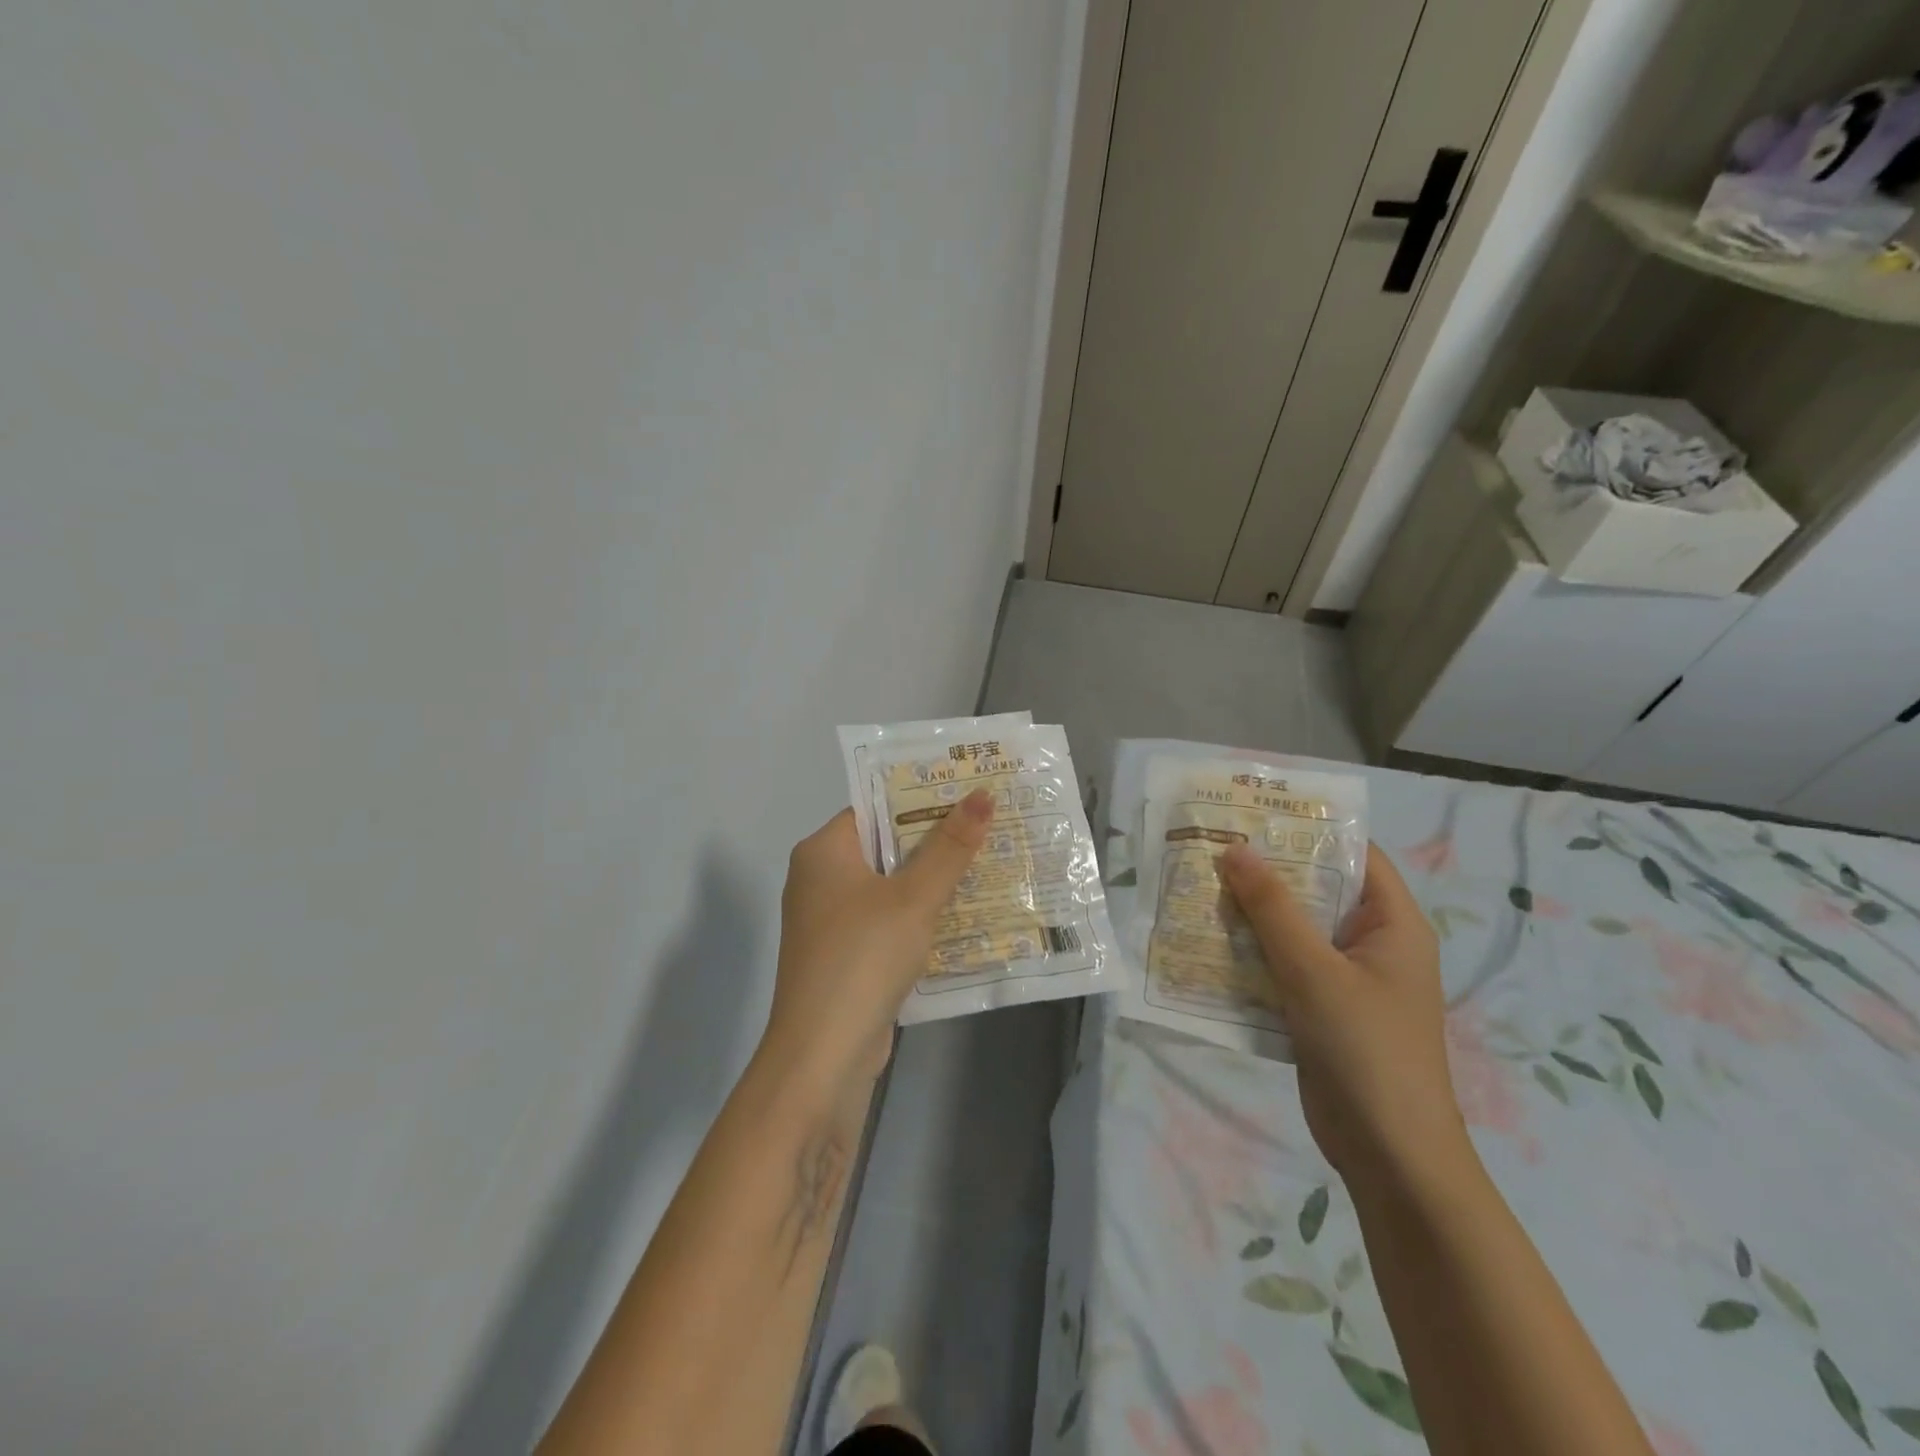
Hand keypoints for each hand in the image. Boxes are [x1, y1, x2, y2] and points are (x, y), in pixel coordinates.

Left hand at [762, 790, 993, 1089]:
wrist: (823, 1055)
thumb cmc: (863, 957)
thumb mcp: (914, 898)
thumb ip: (950, 847)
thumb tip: (982, 794)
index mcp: (823, 851)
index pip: (876, 809)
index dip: (922, 800)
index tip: (969, 794)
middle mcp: (820, 879)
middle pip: (885, 847)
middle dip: (936, 842)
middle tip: (991, 827)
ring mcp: (830, 921)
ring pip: (890, 888)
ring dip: (932, 882)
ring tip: (989, 864)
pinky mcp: (845, 956)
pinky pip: (887, 922)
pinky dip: (919, 918)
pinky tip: (964, 916)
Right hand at [1219, 842, 1471, 1190]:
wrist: (1390, 1155)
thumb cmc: (1366, 1050)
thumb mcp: (1314, 971)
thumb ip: (1273, 909)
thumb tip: (1236, 849)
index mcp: (1392, 923)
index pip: (1353, 854)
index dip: (1307, 829)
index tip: (1253, 813)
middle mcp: (1371, 943)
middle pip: (1316, 890)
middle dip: (1265, 872)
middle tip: (1210, 847)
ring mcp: (1346, 978)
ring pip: (1293, 930)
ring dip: (1250, 914)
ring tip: (1197, 887)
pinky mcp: (1320, 1008)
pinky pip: (1282, 966)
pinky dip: (1250, 953)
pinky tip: (1207, 943)